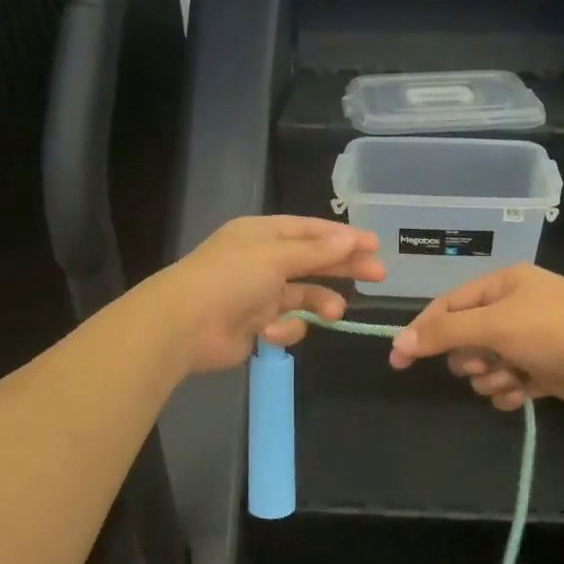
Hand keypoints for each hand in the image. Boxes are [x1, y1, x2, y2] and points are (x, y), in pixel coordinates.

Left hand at [145, 216, 383, 373]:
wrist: (185, 326)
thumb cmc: (229, 279)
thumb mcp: (275, 257)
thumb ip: (316, 252)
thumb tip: (350, 239)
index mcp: (263, 235)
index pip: (311, 231)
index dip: (343, 237)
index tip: (374, 244)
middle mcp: (263, 261)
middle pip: (314, 261)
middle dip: (344, 268)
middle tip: (378, 275)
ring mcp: (260, 294)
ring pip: (305, 295)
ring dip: (321, 302)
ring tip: (335, 313)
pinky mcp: (258, 325)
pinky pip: (288, 323)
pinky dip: (284, 328)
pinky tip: (271, 332)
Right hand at [388, 265, 563, 412]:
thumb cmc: (556, 330)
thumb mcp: (495, 325)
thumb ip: (446, 333)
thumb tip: (401, 343)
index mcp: (503, 285)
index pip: (448, 306)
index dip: (423, 331)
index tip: (399, 360)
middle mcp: (515, 309)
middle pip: (467, 337)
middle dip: (468, 358)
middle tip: (479, 365)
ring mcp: (531, 341)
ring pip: (487, 365)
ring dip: (490, 378)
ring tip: (508, 379)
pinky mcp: (545, 370)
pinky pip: (510, 383)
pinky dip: (509, 391)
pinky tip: (520, 394)